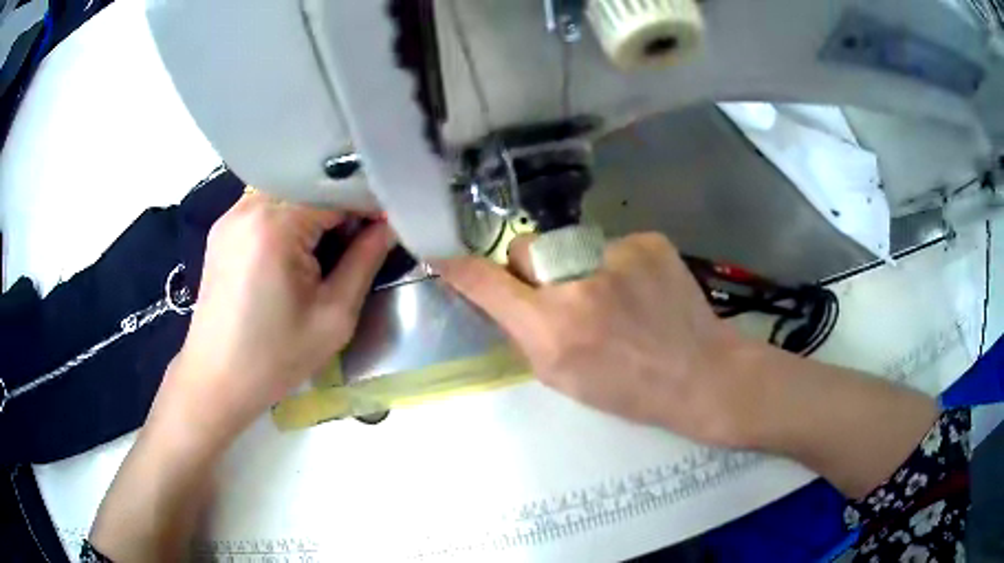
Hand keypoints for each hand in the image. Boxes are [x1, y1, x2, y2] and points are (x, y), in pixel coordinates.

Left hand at [159, 192, 391, 441]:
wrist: (216, 380)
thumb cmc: (275, 357)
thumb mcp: (333, 316)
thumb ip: (365, 261)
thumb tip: (389, 224)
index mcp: (276, 223)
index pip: (337, 191)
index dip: (368, 207)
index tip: (386, 229)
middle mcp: (249, 206)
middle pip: (311, 186)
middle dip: (340, 208)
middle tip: (356, 245)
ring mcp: (231, 215)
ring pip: (288, 193)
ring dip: (313, 213)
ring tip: (325, 250)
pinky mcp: (222, 229)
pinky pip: (265, 207)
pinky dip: (288, 218)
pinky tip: (293, 252)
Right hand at [436, 233, 757, 446]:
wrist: (699, 374)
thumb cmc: (627, 390)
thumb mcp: (560, 377)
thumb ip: (524, 333)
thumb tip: (500, 295)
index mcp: (552, 328)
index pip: (486, 283)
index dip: (459, 269)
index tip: (440, 254)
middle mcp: (578, 283)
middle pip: (527, 249)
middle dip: (533, 270)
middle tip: (565, 297)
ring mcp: (617, 255)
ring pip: (571, 246)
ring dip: (578, 268)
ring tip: (616, 299)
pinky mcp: (647, 241)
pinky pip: (610, 246)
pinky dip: (616, 266)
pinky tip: (642, 291)